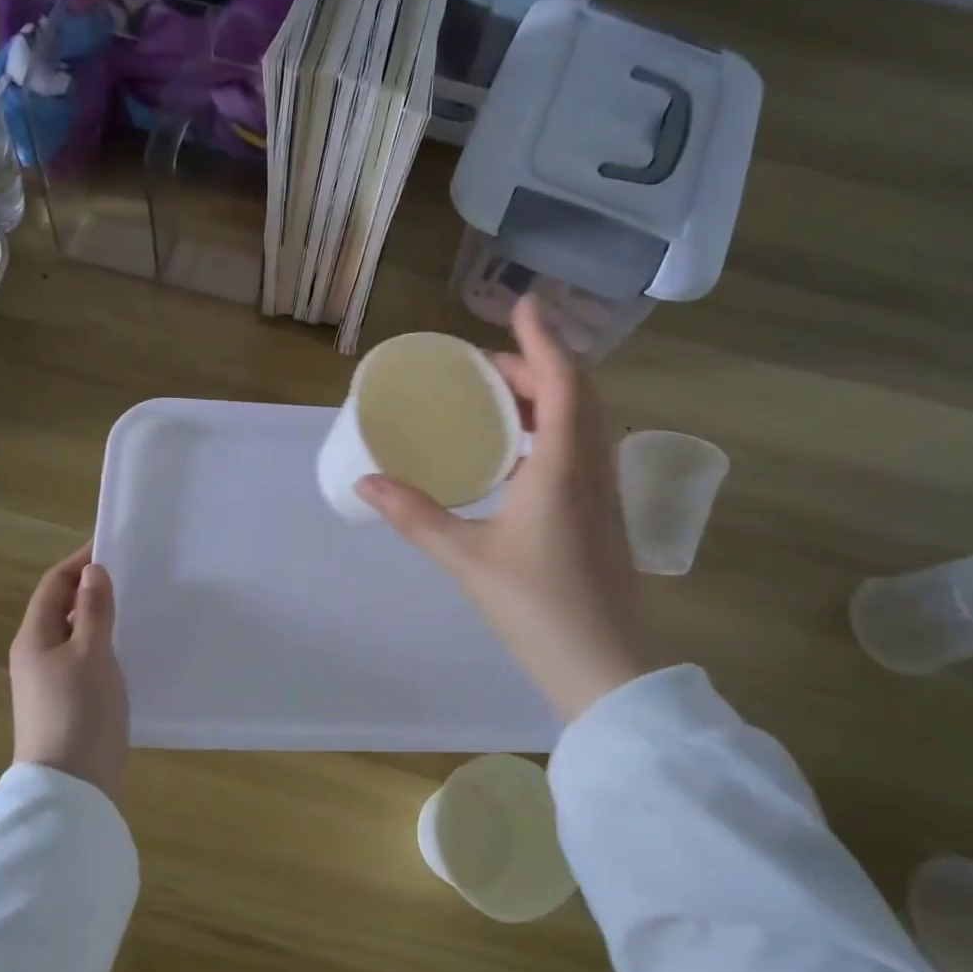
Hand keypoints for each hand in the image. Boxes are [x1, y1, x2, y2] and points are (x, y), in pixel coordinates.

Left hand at [9, 543, 128, 797]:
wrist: (71, 786)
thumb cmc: (80, 711)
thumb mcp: (92, 654)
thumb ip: (93, 611)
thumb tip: (92, 571)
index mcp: (34, 638)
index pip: (53, 585)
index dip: (79, 562)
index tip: (112, 545)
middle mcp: (35, 655)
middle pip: (61, 608)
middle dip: (91, 588)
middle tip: (131, 574)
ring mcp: (49, 682)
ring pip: (74, 635)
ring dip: (99, 617)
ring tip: (135, 605)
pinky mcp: (66, 702)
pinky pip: (83, 659)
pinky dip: (103, 644)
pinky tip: (129, 648)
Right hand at [359, 296, 647, 720]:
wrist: (605, 668)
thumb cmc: (536, 607)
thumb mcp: (466, 558)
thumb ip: (415, 516)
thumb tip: (367, 483)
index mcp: (563, 467)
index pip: (563, 381)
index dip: (543, 338)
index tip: (524, 303)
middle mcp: (592, 468)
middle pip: (577, 393)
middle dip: (537, 365)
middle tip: (486, 363)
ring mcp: (604, 492)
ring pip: (585, 421)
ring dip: (550, 395)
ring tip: (500, 396)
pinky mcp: (603, 515)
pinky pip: (582, 448)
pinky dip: (555, 428)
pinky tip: (519, 452)